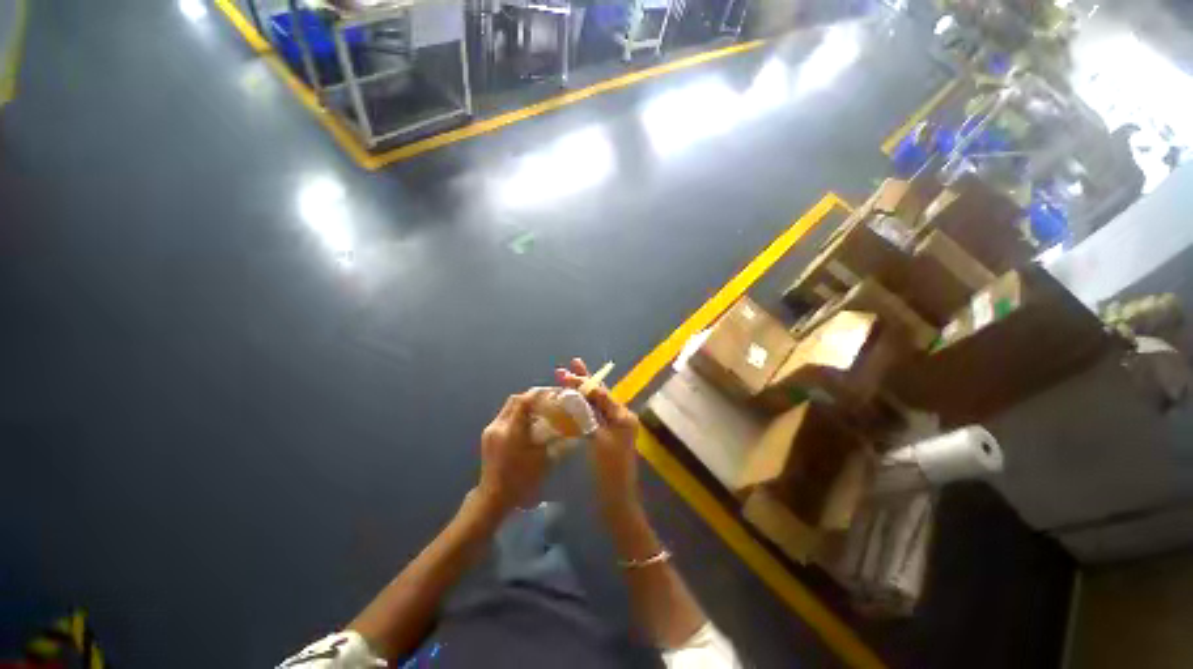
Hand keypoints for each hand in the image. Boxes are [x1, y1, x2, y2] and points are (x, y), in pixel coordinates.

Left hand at [475, 389, 552, 519]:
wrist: (493, 498)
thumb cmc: (521, 481)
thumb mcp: (544, 460)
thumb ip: (556, 441)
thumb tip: (570, 429)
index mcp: (511, 430)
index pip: (524, 400)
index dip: (539, 393)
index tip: (553, 393)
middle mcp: (498, 425)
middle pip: (515, 400)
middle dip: (532, 397)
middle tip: (548, 400)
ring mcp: (491, 430)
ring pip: (509, 407)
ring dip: (524, 405)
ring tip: (540, 411)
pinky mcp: (488, 436)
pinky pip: (505, 417)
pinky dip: (517, 414)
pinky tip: (527, 424)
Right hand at [555, 358, 642, 515]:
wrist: (616, 500)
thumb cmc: (609, 470)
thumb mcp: (598, 439)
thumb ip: (589, 414)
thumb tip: (578, 394)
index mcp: (623, 416)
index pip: (600, 393)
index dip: (582, 382)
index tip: (565, 373)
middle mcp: (621, 417)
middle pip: (599, 394)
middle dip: (583, 381)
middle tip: (569, 365)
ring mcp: (614, 427)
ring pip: (595, 404)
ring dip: (580, 391)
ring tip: (566, 377)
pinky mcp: (606, 436)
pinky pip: (593, 415)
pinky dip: (581, 406)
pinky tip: (570, 401)